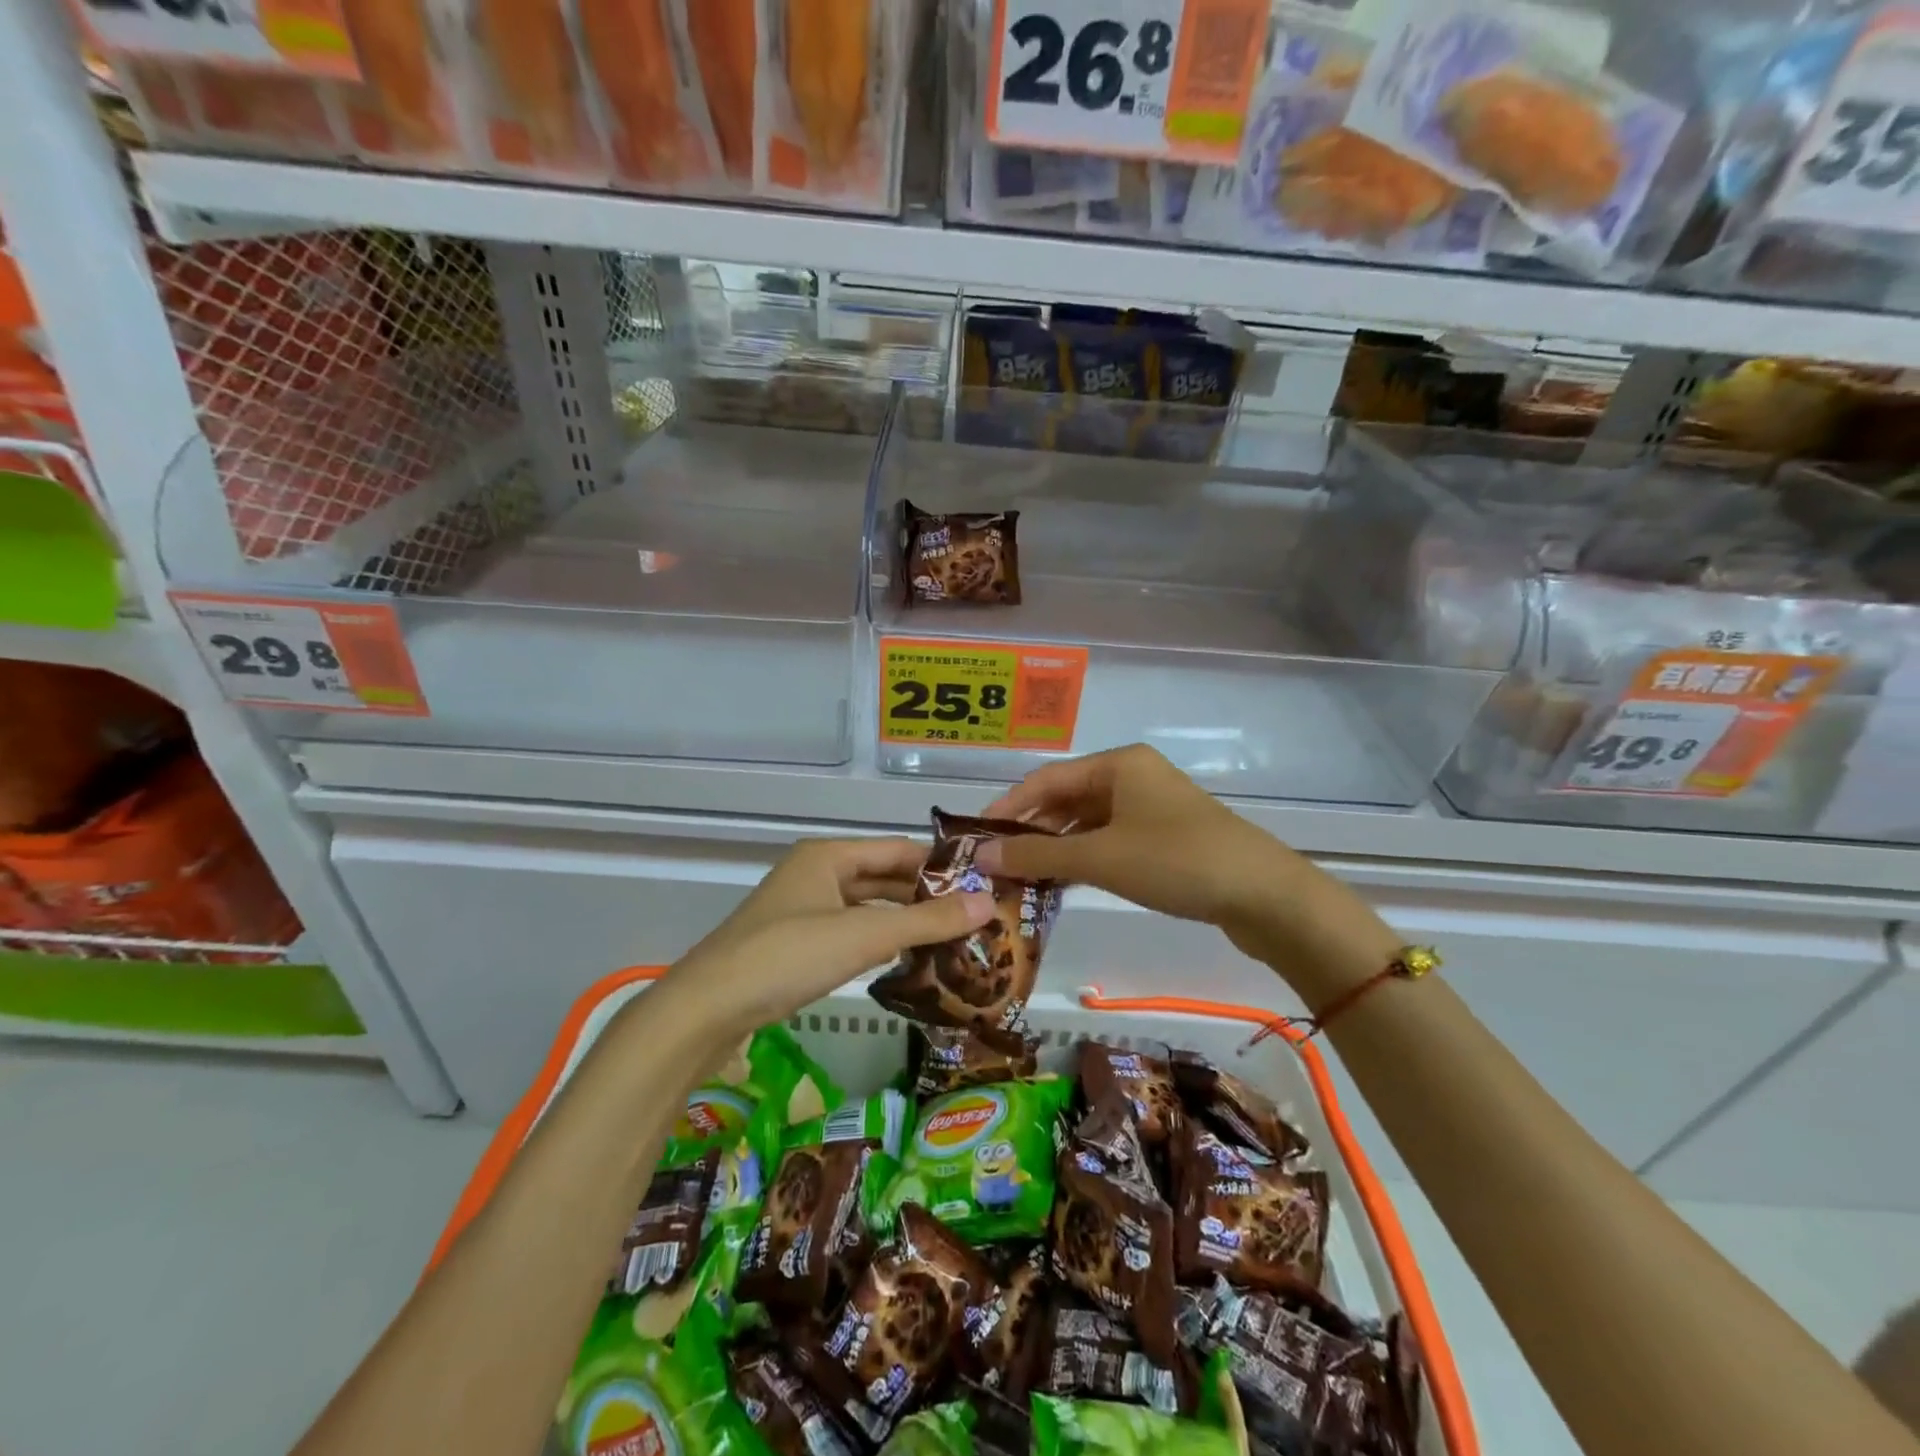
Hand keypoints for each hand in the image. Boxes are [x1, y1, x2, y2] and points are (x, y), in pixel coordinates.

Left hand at [646, 838, 994, 1043]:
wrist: (707, 1008)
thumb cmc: (788, 956)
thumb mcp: (863, 935)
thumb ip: (927, 920)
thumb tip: (987, 903)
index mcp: (828, 855)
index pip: (898, 850)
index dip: (940, 866)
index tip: (983, 884)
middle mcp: (816, 873)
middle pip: (883, 878)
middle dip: (926, 897)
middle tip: (976, 917)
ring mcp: (803, 910)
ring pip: (867, 907)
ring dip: (905, 922)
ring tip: (954, 940)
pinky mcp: (795, 944)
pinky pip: (850, 932)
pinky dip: (879, 941)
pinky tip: (907, 960)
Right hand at [976, 746, 1399, 999]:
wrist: (1264, 895)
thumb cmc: (1175, 861)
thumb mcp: (1099, 858)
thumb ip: (1037, 856)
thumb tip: (979, 857)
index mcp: (1118, 764)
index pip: (1045, 780)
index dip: (1007, 809)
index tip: (976, 839)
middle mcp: (1132, 776)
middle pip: (1066, 799)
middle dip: (1030, 832)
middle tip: (996, 866)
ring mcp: (1152, 808)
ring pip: (1088, 823)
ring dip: (1056, 849)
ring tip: (1023, 879)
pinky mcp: (1166, 838)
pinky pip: (1110, 841)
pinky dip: (1084, 859)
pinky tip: (1064, 883)